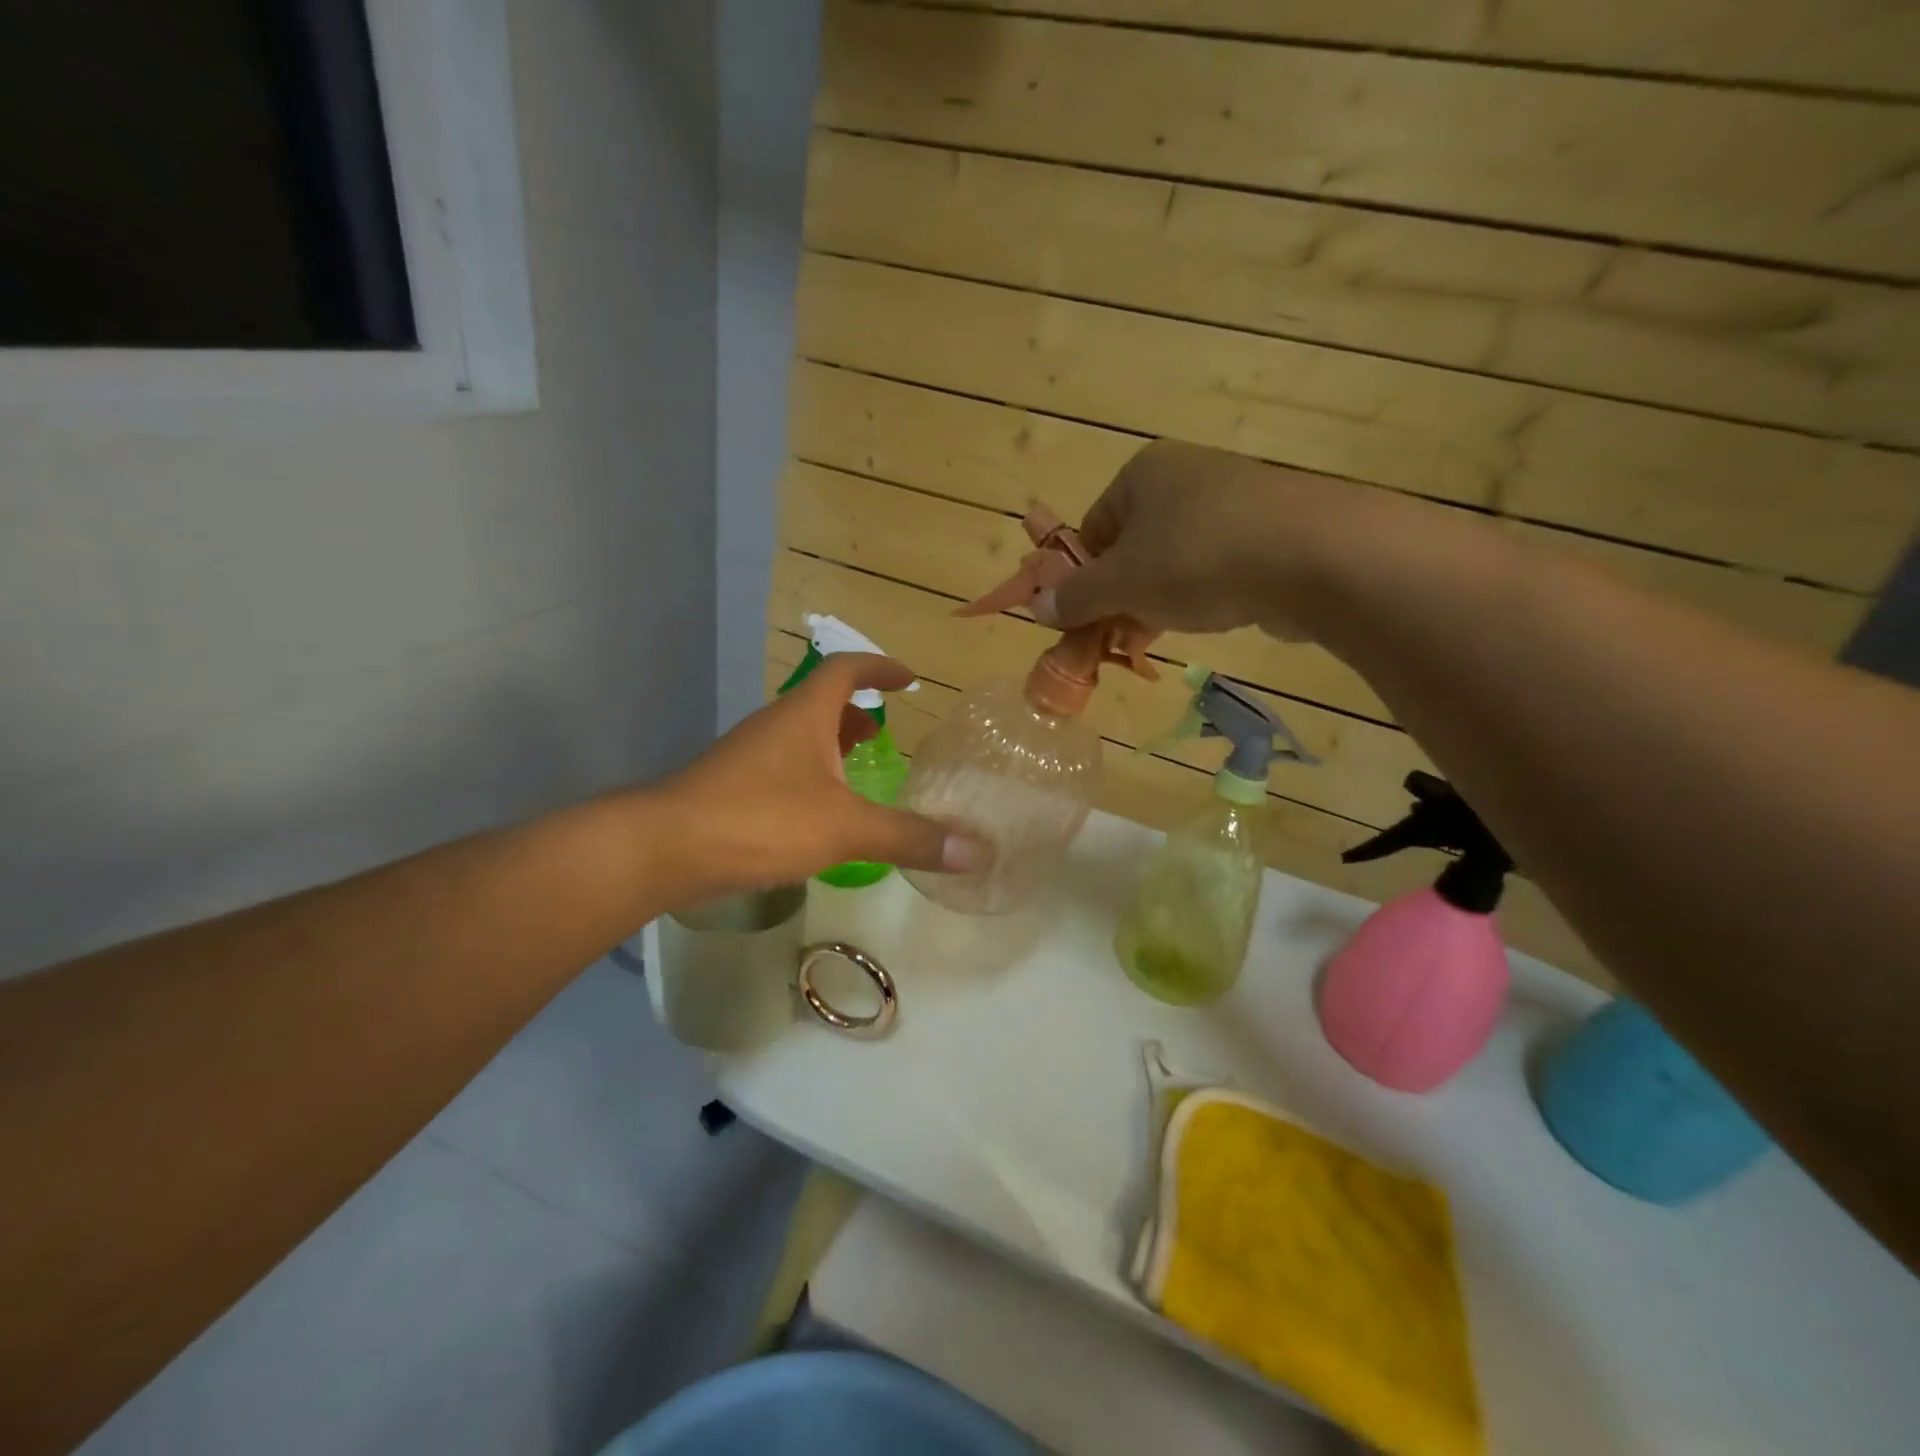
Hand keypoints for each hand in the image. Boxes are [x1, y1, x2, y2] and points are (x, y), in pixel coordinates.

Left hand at [659, 653, 986, 893]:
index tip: (908, 678)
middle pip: (821, 702)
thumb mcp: (845, 828)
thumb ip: (908, 837)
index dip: (879, 667)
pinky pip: (783, 767)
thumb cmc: (761, 819)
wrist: (665, 848)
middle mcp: (775, 725)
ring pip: (800, 737)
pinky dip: (810, 775)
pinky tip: (820, 813)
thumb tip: (976, 853)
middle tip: (887, 731)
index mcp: (805, 715)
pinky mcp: (732, 787)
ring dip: (832, 744)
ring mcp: (749, 756)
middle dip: (857, 712)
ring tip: (861, 770)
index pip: (846, 669)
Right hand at [1034, 440, 1348, 640]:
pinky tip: (1204, 620)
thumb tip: (1037, 607)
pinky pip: (1214, 564)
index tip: (1083, 620)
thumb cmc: (1197, 558)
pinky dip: (1199, 594)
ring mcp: (1231, 500)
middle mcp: (1184, 475)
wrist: (1313, 556)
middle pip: (1131, 546)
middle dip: (1118, 596)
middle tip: (1117, 637)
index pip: (1090, 530)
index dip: (1081, 579)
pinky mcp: (1267, 529)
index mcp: (1142, 473)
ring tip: (1155, 638)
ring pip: (1172, 559)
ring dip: (1155, 602)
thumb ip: (1076, 597)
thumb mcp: (1122, 583)